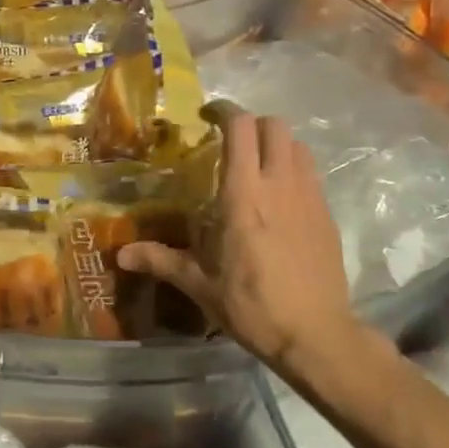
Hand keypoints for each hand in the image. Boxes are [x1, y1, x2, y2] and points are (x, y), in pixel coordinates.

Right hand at [118, 112, 362, 368]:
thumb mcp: (200, 285)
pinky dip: (293, 169)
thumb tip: (121, 255)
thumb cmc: (253, 306)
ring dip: (275, 144)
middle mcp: (279, 185)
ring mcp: (309, 198)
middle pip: (273, 125)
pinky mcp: (328, 215)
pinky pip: (311, 173)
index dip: (224, 111)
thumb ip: (161, 261)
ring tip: (255, 165)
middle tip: (229, 141)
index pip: (241, 129)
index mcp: (243, 195)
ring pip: (297, 145)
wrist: (317, 336)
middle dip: (250, 124)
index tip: (206, 115)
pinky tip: (278, 198)